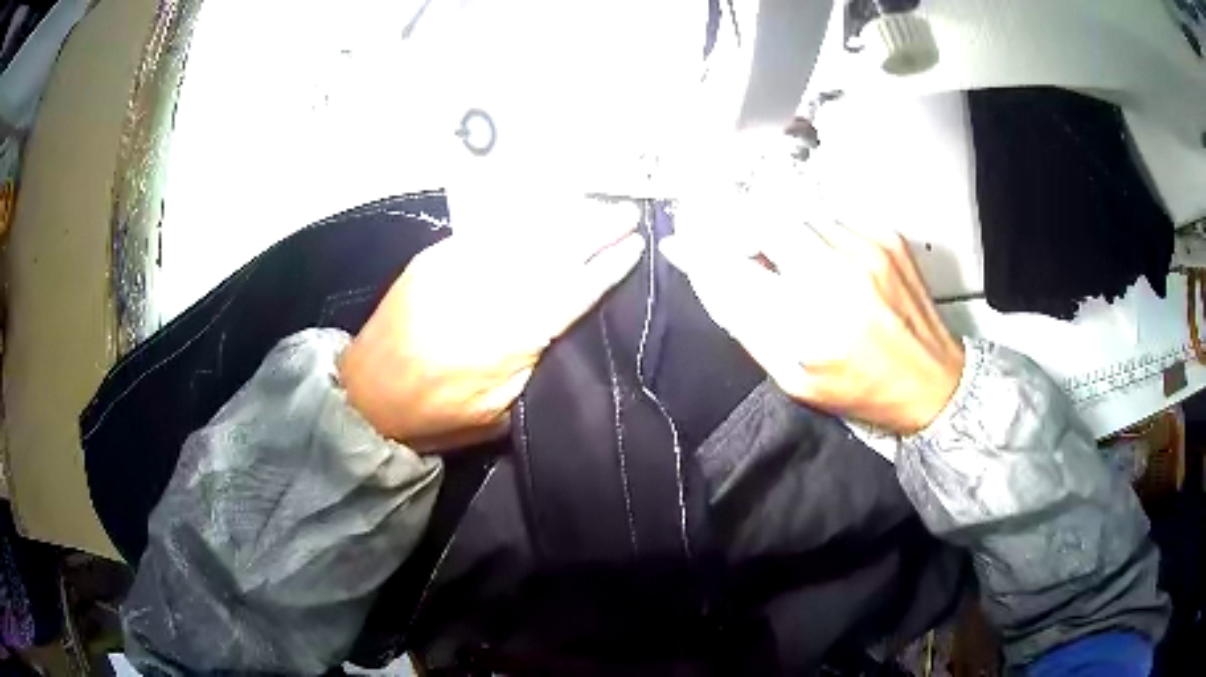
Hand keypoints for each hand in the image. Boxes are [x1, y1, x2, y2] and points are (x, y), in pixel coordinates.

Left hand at [339, 200, 643, 452]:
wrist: (366, 394)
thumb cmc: (436, 416)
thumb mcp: (498, 413)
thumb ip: (535, 366)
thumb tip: (563, 326)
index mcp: (508, 338)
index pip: (571, 292)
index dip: (606, 267)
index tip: (635, 246)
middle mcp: (487, 293)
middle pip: (552, 252)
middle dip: (594, 228)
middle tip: (627, 212)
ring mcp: (458, 268)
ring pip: (524, 233)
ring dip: (564, 216)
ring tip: (596, 204)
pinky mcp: (435, 257)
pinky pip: (489, 229)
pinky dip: (523, 217)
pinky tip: (546, 209)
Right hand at [660, 221, 963, 434]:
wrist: (933, 379)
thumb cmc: (861, 388)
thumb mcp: (795, 378)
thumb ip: (749, 326)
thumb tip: (711, 277)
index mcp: (812, 323)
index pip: (735, 268)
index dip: (700, 252)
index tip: (681, 244)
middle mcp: (839, 275)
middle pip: (763, 218)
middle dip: (734, 223)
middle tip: (730, 241)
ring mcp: (867, 247)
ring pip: (795, 212)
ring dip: (776, 229)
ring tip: (785, 259)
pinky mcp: (886, 235)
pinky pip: (830, 217)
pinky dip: (814, 233)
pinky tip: (824, 260)